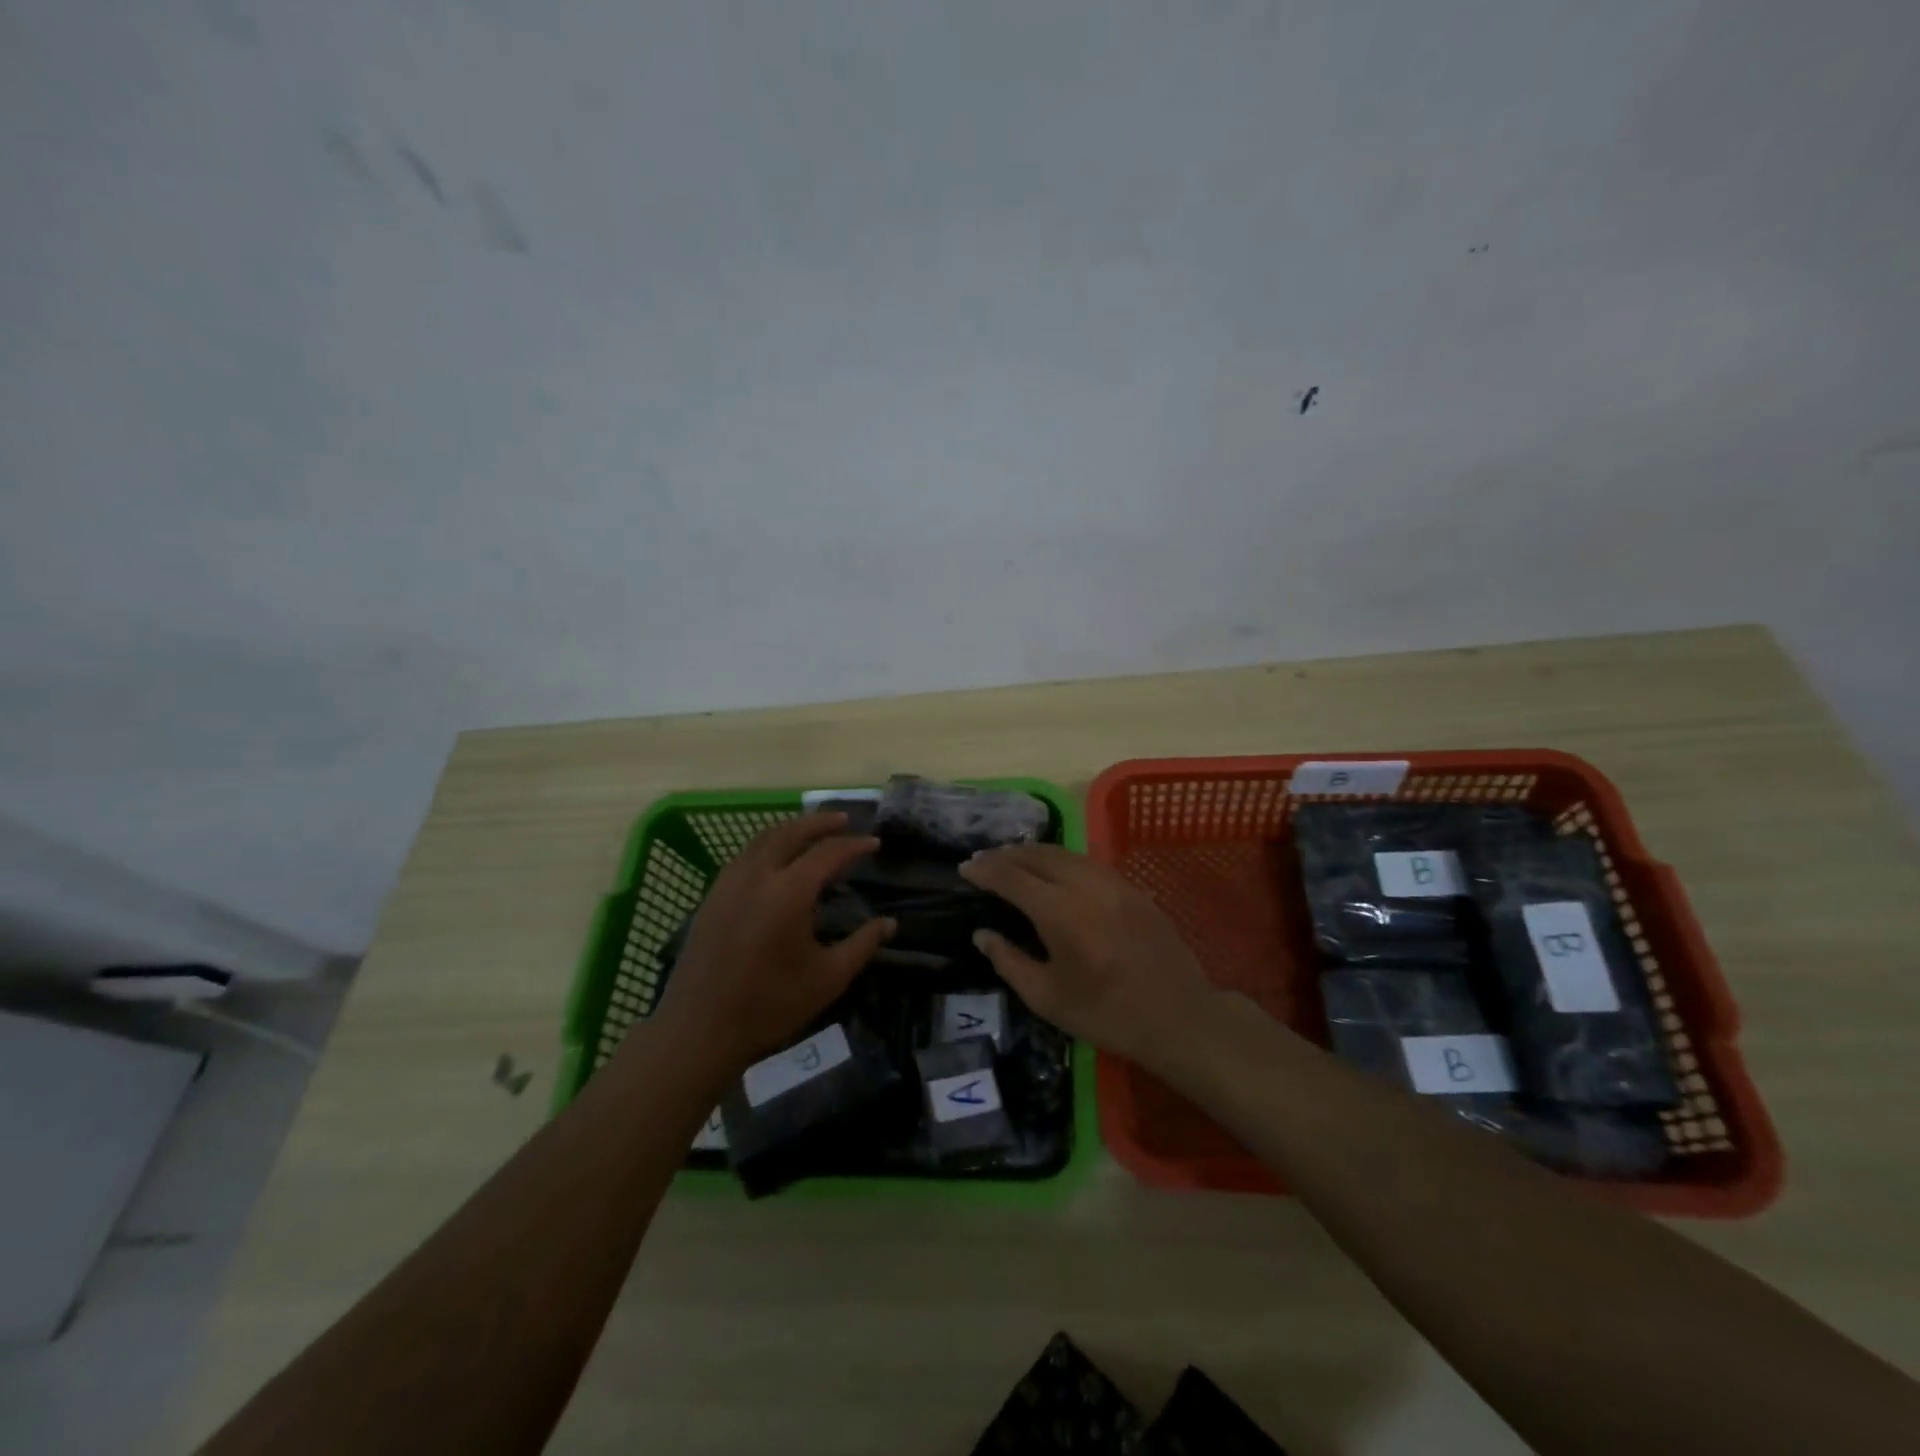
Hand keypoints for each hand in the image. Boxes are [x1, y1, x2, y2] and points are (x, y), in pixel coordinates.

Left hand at [651, 814, 893, 1072]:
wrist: (699, 1030)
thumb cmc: (770, 1005)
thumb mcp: (828, 978)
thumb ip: (862, 944)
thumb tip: (889, 923)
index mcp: (789, 892)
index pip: (828, 853)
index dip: (854, 845)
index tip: (874, 844)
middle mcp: (757, 876)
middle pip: (791, 832)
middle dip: (820, 822)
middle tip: (844, 820)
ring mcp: (728, 883)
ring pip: (762, 839)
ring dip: (791, 829)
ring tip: (812, 833)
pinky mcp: (711, 897)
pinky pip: (744, 856)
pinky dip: (767, 846)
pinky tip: (776, 861)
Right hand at [958, 844, 1219, 1066]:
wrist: (1179, 1017)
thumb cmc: (1107, 1014)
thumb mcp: (1048, 998)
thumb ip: (1009, 961)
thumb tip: (982, 935)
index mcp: (1059, 911)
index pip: (1011, 877)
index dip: (984, 870)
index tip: (964, 868)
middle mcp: (1084, 884)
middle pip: (1038, 855)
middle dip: (1006, 854)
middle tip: (984, 861)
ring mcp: (1113, 882)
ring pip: (1065, 853)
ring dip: (1034, 853)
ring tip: (1014, 861)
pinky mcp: (1133, 888)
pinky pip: (1088, 862)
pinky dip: (1062, 860)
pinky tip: (1056, 872)